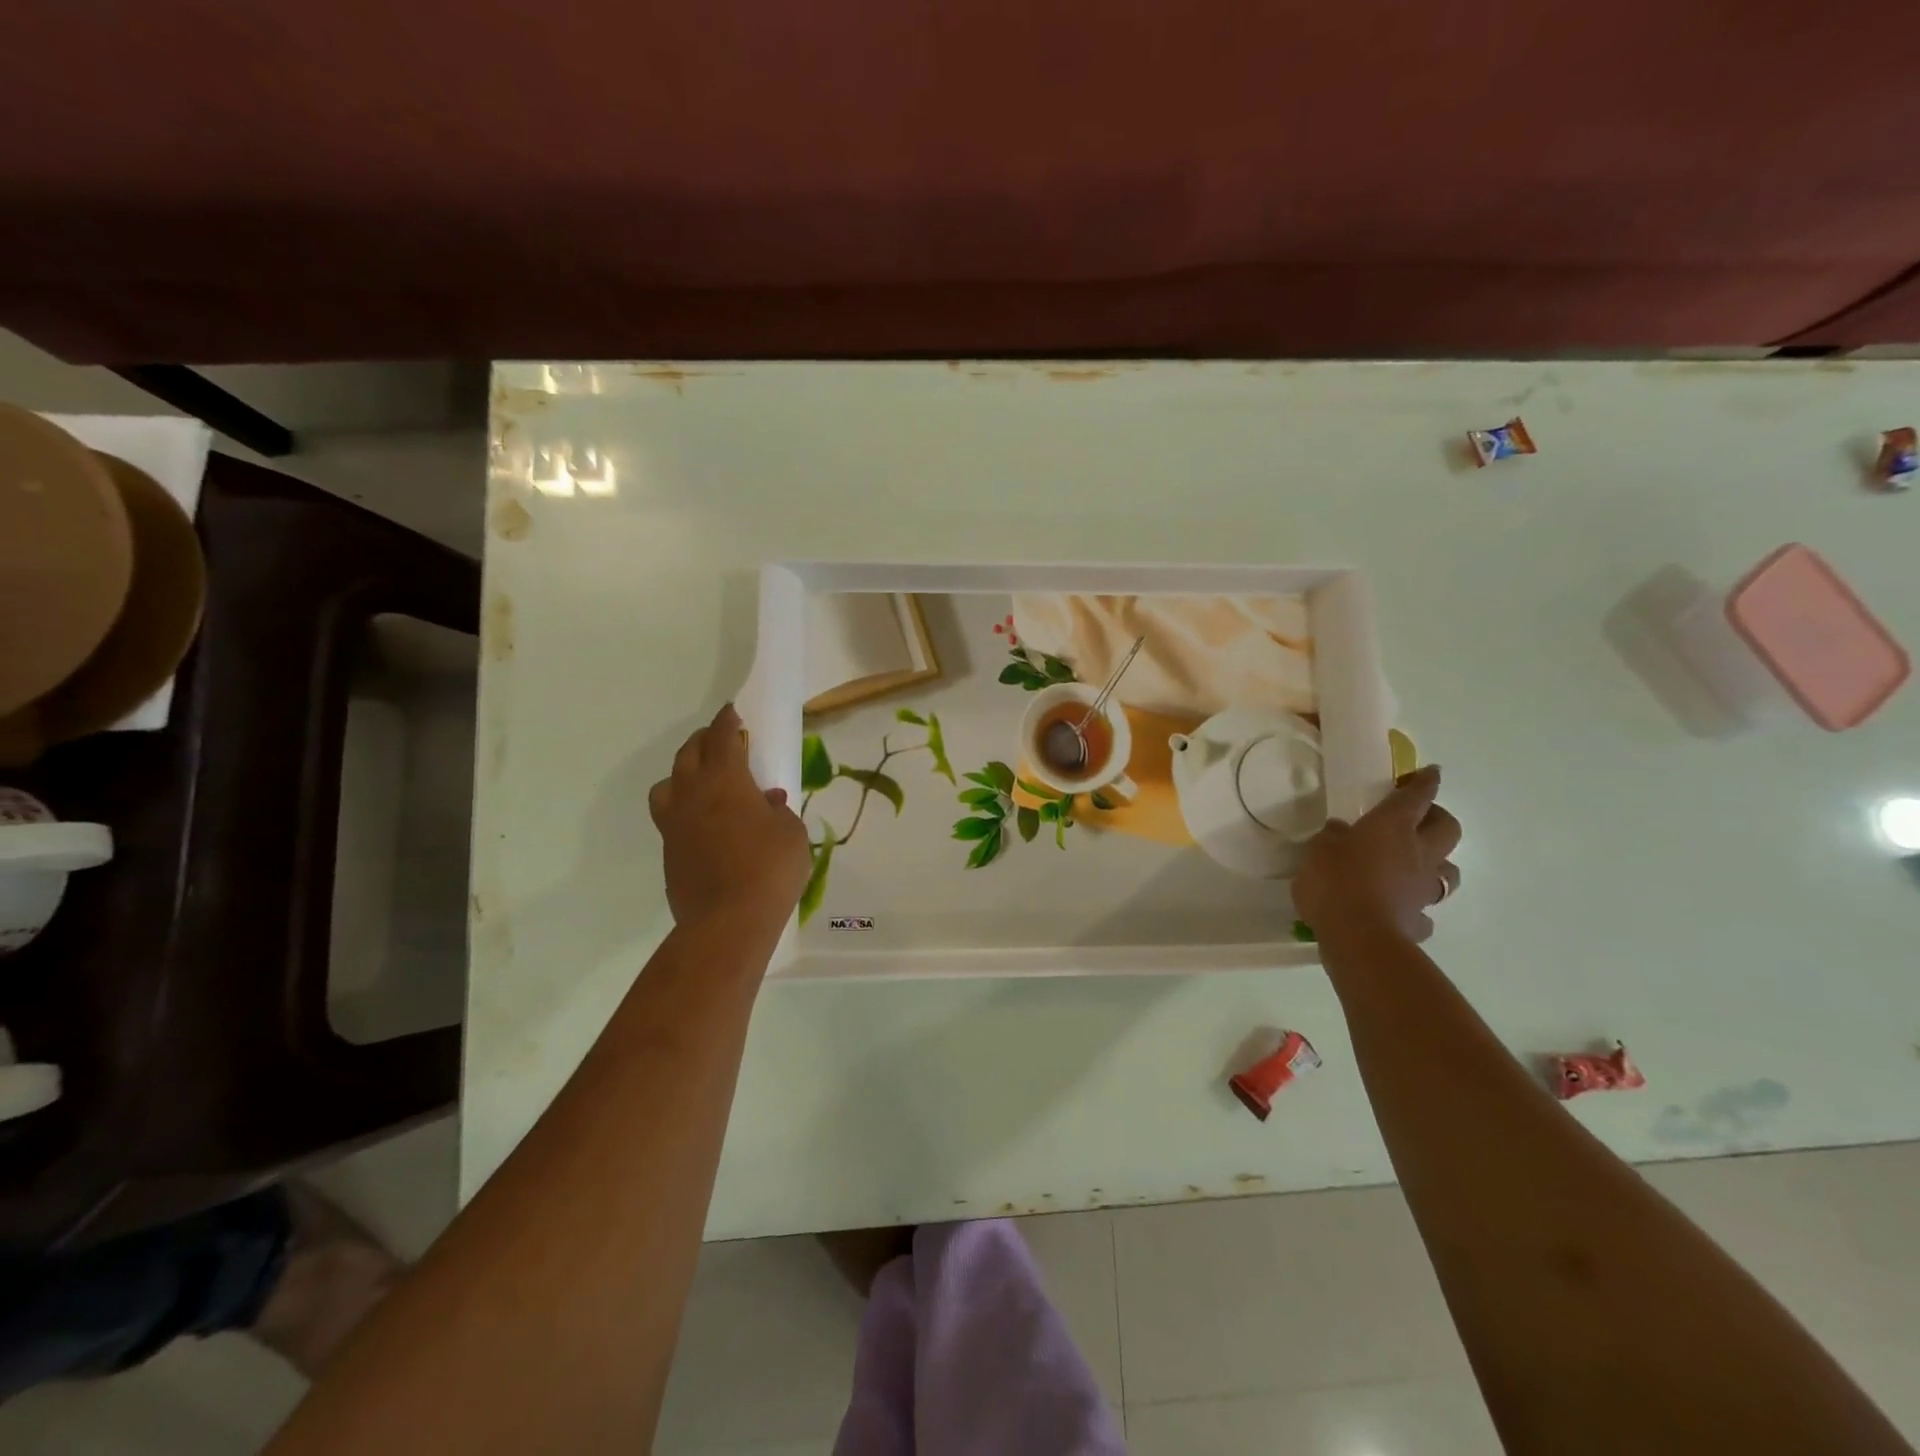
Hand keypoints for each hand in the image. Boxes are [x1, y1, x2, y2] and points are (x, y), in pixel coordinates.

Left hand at [649, 704, 810, 929]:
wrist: (728, 922)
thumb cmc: (769, 868)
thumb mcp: (791, 833)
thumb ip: (778, 812)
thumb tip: (767, 803)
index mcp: (724, 780)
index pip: (722, 737)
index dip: (728, 721)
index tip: (732, 712)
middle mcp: (692, 794)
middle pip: (689, 753)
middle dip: (704, 740)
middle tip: (721, 740)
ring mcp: (674, 824)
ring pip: (668, 784)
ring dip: (684, 773)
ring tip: (703, 782)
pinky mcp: (669, 852)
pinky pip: (671, 817)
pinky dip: (685, 809)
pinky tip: (705, 823)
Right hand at [1294, 764, 1460, 943]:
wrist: (1358, 937)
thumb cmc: (1335, 882)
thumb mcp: (1319, 850)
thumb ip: (1332, 837)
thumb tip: (1341, 831)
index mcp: (1392, 826)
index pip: (1417, 796)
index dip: (1425, 782)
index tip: (1431, 772)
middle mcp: (1418, 853)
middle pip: (1448, 828)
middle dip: (1438, 819)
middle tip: (1419, 819)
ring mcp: (1423, 889)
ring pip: (1448, 871)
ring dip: (1437, 864)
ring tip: (1415, 866)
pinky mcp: (1419, 921)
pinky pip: (1425, 911)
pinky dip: (1417, 907)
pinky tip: (1400, 909)